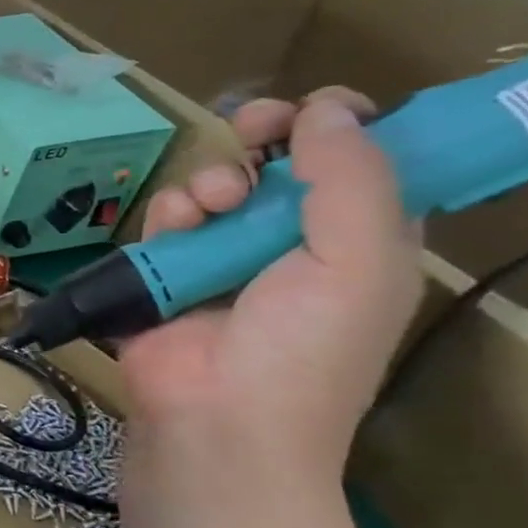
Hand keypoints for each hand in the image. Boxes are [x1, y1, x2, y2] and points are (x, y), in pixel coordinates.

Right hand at [118, 89, 421, 478]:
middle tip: (251, 126)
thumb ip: (354, 178)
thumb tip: (324, 109)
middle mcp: (292, 244)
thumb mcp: (360, 261)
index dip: (342, 127)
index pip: (361, 164)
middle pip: (280, 164)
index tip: (315, 109)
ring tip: (212, 205)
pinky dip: (168, 215)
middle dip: (264, 136)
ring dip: (213, 181)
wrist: (216, 418)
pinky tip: (175, 229)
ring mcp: (223, 259)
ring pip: (217, 185)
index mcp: (359, 242)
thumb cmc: (304, 348)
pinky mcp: (165, 273)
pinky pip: (166, 220)